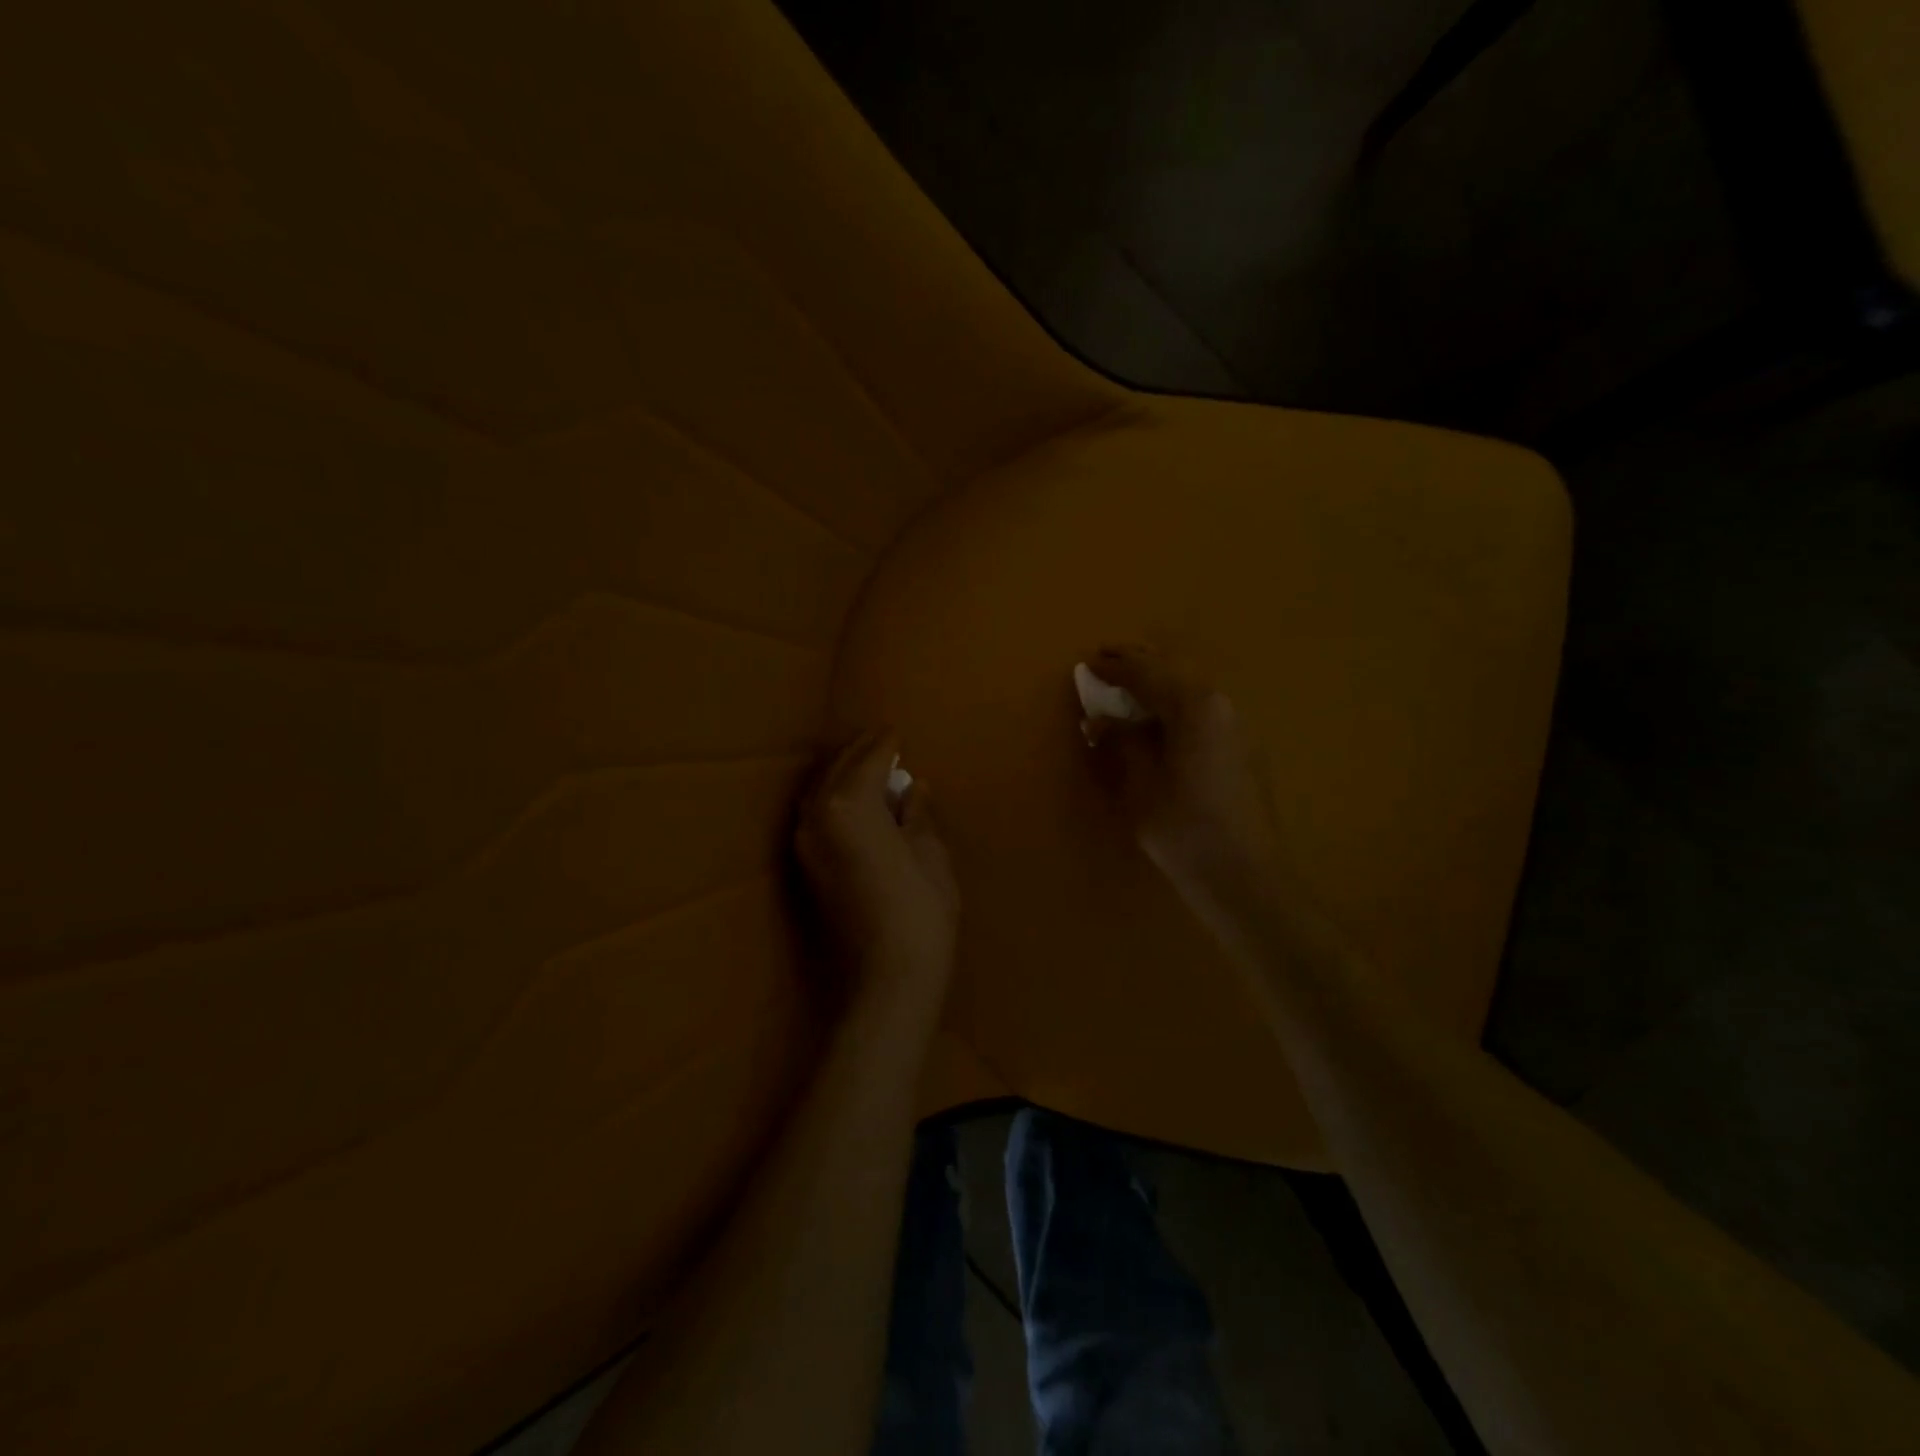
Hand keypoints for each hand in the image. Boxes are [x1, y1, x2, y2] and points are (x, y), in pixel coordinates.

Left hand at [795, 732, 959, 992]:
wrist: (886, 978)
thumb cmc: (920, 910)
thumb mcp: (929, 853)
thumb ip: (918, 813)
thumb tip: (913, 788)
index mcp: (849, 803)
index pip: (868, 759)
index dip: (886, 744)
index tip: (897, 732)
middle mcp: (817, 815)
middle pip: (836, 769)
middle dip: (860, 753)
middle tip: (884, 742)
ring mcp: (805, 844)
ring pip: (819, 792)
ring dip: (842, 775)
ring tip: (869, 769)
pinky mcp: (805, 868)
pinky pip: (816, 816)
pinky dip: (833, 800)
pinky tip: (853, 805)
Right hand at [1081, 646, 1286, 918]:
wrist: (1246, 877)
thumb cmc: (1184, 830)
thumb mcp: (1140, 785)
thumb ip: (1121, 742)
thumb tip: (1101, 720)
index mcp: (1195, 706)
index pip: (1146, 673)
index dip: (1114, 667)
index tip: (1087, 662)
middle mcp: (1221, 704)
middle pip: (1174, 671)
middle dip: (1139, 664)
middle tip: (1107, 659)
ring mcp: (1237, 725)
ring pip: (1190, 689)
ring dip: (1158, 683)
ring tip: (1128, 687)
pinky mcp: (1243, 748)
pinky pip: (1202, 710)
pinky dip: (1175, 705)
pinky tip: (1158, 720)